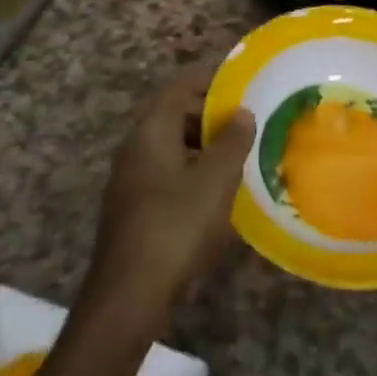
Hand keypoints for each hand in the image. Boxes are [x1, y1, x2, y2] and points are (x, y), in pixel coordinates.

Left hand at [85, 66, 254, 331]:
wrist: (128, 296)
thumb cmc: (175, 225)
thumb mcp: (215, 179)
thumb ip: (232, 141)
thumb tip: (242, 112)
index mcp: (151, 130)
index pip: (180, 86)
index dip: (211, 79)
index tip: (243, 81)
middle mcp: (135, 147)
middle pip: (174, 114)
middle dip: (211, 114)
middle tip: (248, 119)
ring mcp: (130, 179)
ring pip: (171, 146)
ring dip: (203, 145)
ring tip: (239, 153)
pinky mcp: (133, 208)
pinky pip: (167, 172)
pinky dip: (192, 170)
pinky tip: (217, 191)